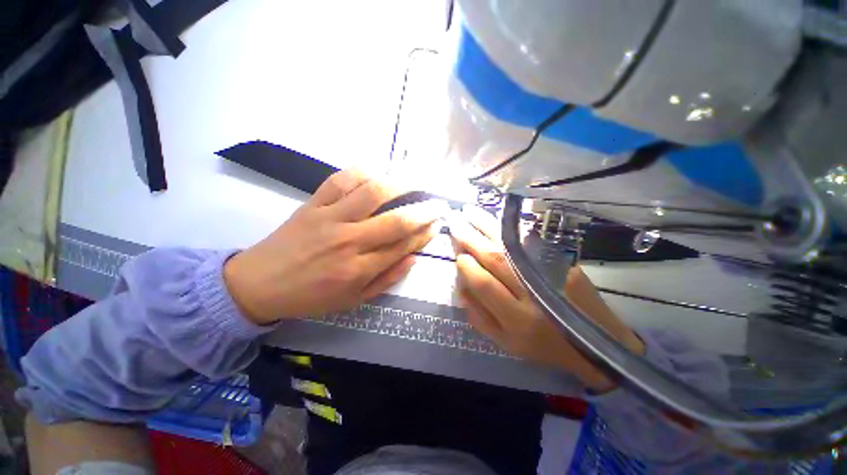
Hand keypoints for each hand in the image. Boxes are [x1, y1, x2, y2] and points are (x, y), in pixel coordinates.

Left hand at [224, 170, 445, 323]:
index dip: (425, 233)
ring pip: (372, 193)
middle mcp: (349, 241)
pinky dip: (360, 172)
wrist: (259, 284)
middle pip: (396, 220)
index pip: (403, 246)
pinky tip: (376, 171)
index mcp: (359, 269)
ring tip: (416, 180)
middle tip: (439, 203)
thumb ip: (386, 279)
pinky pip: (339, 181)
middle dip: (424, 210)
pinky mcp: (312, 204)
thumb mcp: (353, 300)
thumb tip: (412, 257)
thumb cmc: (311, 297)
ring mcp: (330, 218)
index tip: (438, 224)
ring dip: (400, 184)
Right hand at [449, 206, 643, 391]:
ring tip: (470, 211)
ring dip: (488, 226)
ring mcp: (551, 274)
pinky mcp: (563, 263)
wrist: (597, 344)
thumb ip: (479, 317)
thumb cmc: (544, 346)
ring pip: (512, 245)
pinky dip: (510, 230)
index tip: (458, 254)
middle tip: (455, 223)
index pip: (484, 283)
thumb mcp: (506, 342)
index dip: (467, 266)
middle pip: (496, 258)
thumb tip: (460, 286)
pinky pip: (530, 243)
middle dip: (471, 238)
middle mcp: (533, 294)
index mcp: (516, 319)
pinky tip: (497, 219)